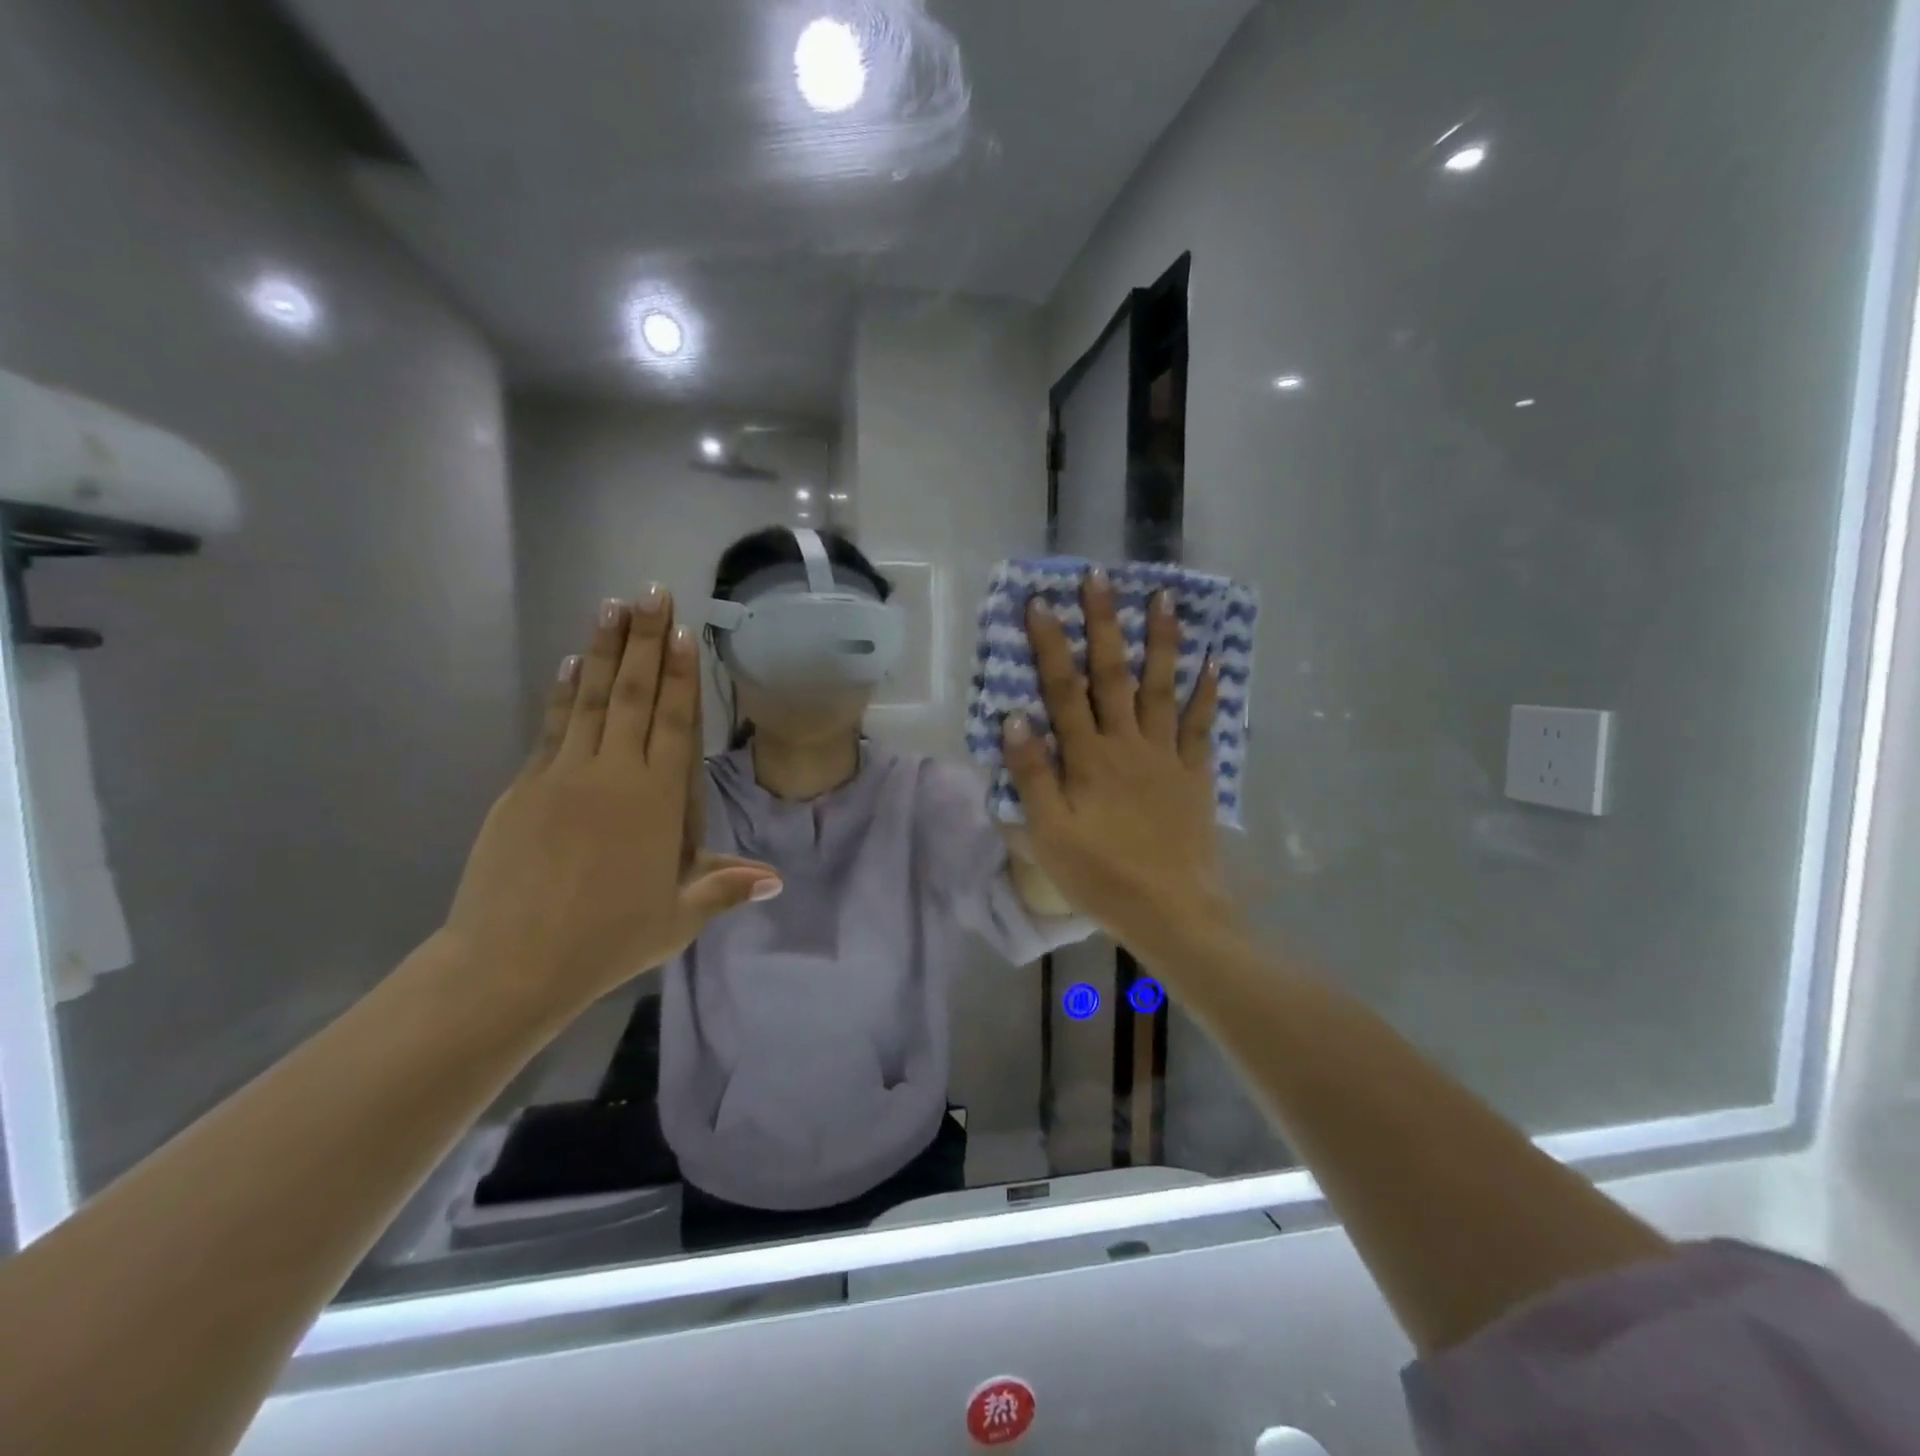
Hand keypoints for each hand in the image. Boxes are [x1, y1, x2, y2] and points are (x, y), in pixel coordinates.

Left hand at [444, 589, 780, 1013]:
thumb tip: (776, 879)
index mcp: (656, 800)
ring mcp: (564, 775)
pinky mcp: (525, 787)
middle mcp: (613, 774)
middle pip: (632, 695)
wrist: (511, 963)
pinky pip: (552, 726)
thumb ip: (723, 887)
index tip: (682, 630)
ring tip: (612, 606)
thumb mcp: (677, 918)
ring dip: (603, 649)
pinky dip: (563, 692)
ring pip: (589, 698)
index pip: (673, 722)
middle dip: (645, 641)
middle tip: (651, 592)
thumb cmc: (608, 941)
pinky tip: (569, 663)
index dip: (680, 674)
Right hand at [1001, 570, 1227, 950]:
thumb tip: (1015, 717)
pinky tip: (1213, 662)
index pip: (1063, 689)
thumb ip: (1032, 774)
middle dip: (1104, 624)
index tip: (1039, 602)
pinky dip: (1207, 693)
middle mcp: (1127, 744)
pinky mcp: (1195, 775)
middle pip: (1113, 675)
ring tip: (1165, 598)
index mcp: (1088, 758)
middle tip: (1101, 578)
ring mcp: (1166, 756)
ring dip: (1161, 642)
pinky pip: (1201, 726)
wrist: (1172, 912)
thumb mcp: (1049, 832)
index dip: (1049, 644)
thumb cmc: (1101, 875)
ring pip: (1161, 688)